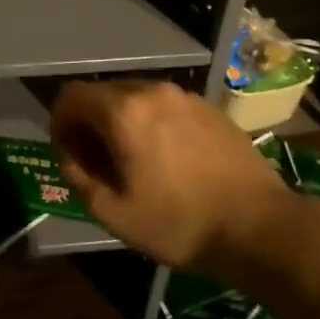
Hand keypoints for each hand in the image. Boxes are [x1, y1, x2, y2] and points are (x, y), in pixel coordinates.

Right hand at [50, 80, 313, 274]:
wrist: (259, 226)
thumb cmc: (178, 223)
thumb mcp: (113, 213)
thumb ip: (78, 178)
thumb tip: (70, 158)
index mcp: (123, 111)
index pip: (72, 96)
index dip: (60, 122)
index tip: (68, 153)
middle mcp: (151, 91)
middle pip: (103, 93)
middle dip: (90, 122)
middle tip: (97, 162)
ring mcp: (185, 97)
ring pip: (136, 98)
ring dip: (122, 122)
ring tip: (133, 161)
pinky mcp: (210, 109)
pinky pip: (166, 107)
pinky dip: (152, 123)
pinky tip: (167, 159)